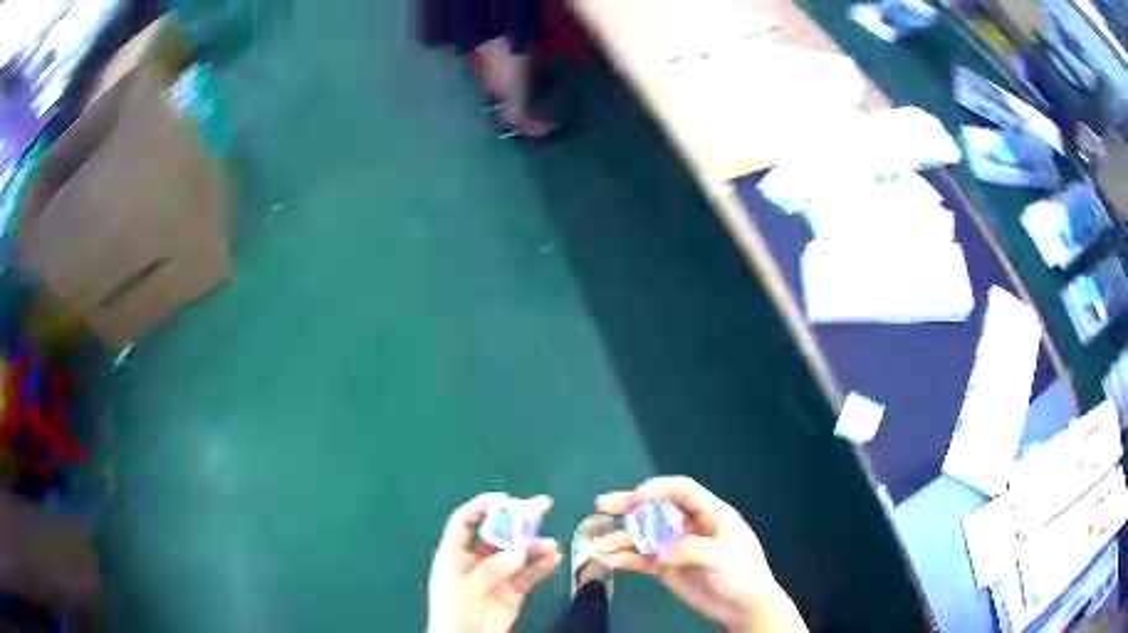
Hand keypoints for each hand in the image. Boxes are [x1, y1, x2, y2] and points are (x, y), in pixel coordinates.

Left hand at [427, 493, 560, 632]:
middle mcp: (475, 562)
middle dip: (519, 520)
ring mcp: (495, 577)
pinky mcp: (512, 592)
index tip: (505, 499)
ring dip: (535, 546)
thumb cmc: (454, 612)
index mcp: (454, 555)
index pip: (464, 522)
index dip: (481, 507)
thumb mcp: (466, 587)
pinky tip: (554, 559)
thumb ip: (492, 568)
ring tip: (551, 544)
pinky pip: (529, 574)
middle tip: (542, 504)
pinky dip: (542, 565)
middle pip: (497, 534)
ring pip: (518, 554)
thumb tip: (522, 550)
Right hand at [595, 477, 806, 632]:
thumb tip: (659, 552)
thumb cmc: (743, 573)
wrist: (744, 606)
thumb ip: (690, 549)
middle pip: (656, 509)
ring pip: (644, 537)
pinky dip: (627, 560)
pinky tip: (611, 562)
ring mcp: (676, 547)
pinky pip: (643, 560)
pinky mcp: (666, 568)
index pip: (683, 491)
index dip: (659, 488)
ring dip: (621, 539)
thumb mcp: (723, 556)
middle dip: (629, 506)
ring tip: (599, 546)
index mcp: (710, 514)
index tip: (636, 496)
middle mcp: (689, 526)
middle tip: (602, 506)